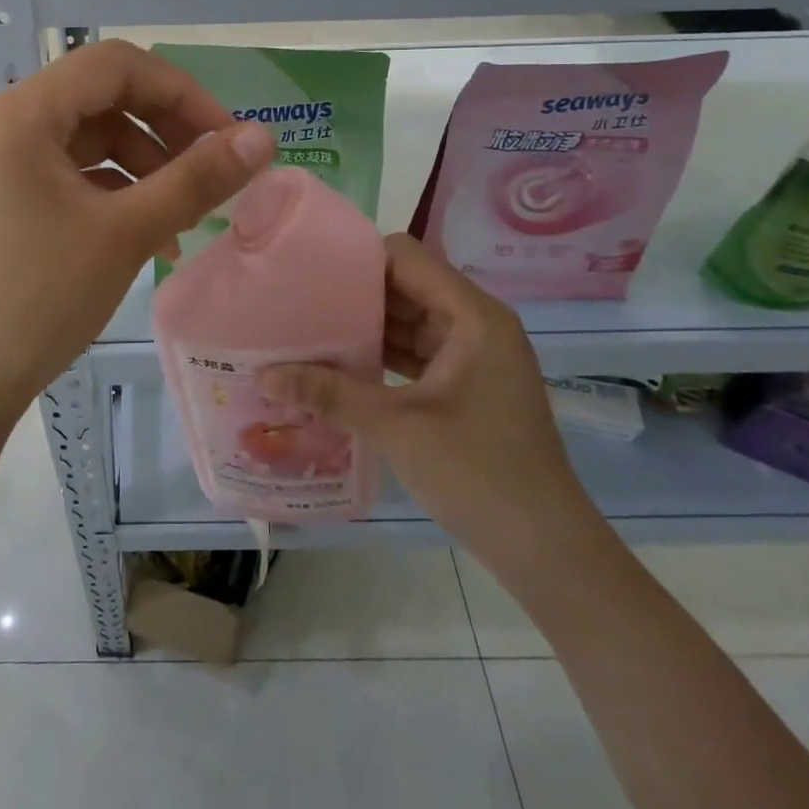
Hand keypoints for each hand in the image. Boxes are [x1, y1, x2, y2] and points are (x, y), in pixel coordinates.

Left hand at [0, 40, 275, 419]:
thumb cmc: (40, 298)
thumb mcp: (127, 233)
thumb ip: (196, 179)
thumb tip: (263, 138)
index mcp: (23, 113)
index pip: (115, 65)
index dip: (180, 92)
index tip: (227, 137)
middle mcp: (8, 121)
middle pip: (104, 96)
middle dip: (166, 129)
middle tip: (213, 172)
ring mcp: (5, 158)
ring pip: (94, 136)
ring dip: (147, 165)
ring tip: (182, 219)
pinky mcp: (10, 191)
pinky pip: (76, 169)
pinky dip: (118, 189)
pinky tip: (151, 233)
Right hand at [263, 233, 598, 574]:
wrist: (546, 551)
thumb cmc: (479, 474)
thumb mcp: (396, 427)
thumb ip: (328, 394)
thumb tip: (262, 375)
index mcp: (472, 315)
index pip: (405, 256)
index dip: (357, 258)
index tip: (308, 271)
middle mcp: (474, 324)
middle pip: (404, 285)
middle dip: (352, 294)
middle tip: (295, 301)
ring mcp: (472, 356)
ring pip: (407, 320)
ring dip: (363, 327)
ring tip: (305, 329)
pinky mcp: (464, 385)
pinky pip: (414, 353)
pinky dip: (379, 355)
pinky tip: (336, 367)